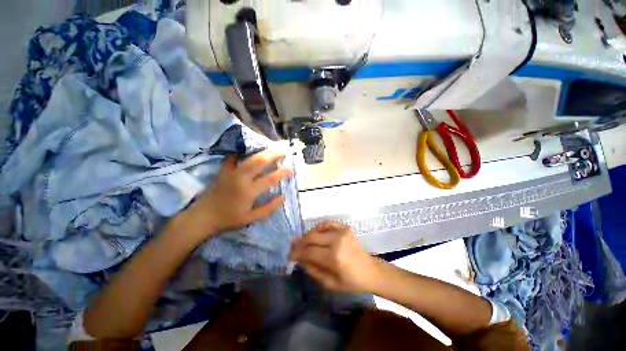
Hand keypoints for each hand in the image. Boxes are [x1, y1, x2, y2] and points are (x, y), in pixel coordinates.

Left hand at [186, 150, 292, 238]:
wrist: (204, 217)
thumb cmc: (229, 219)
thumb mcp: (252, 218)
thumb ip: (269, 208)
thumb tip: (283, 196)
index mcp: (249, 191)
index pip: (271, 178)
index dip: (283, 173)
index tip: (291, 170)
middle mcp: (241, 178)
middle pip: (260, 161)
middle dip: (274, 155)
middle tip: (283, 153)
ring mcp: (231, 172)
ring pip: (249, 157)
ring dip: (262, 152)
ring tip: (271, 150)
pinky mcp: (223, 171)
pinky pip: (232, 158)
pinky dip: (240, 153)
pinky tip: (246, 151)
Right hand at [289, 221, 381, 292]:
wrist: (370, 271)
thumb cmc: (351, 282)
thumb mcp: (330, 283)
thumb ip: (312, 269)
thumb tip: (299, 258)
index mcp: (334, 257)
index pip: (309, 252)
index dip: (297, 253)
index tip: (290, 255)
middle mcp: (337, 240)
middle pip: (311, 238)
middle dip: (299, 243)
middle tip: (293, 247)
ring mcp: (342, 231)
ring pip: (317, 229)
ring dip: (307, 236)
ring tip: (303, 242)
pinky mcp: (345, 227)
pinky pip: (327, 223)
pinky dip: (318, 227)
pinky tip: (315, 234)